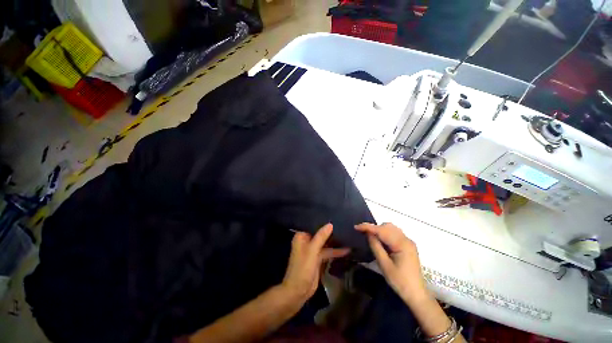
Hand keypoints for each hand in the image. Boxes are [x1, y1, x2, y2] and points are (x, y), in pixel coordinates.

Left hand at [281, 224, 349, 302]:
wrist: (299, 291)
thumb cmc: (303, 268)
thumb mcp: (312, 250)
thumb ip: (321, 236)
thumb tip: (330, 224)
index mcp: (302, 237)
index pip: (312, 225)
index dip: (322, 221)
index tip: (334, 216)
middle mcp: (307, 241)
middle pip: (320, 234)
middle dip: (330, 231)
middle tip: (343, 224)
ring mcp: (313, 250)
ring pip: (325, 243)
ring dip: (334, 241)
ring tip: (347, 235)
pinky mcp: (318, 259)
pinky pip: (327, 252)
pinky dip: (335, 251)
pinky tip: (346, 249)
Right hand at [356, 223, 428, 306]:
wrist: (416, 294)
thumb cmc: (400, 281)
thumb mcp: (384, 265)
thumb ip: (375, 246)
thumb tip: (368, 233)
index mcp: (402, 244)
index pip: (382, 230)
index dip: (368, 227)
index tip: (356, 227)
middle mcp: (406, 239)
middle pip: (387, 226)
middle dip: (374, 227)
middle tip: (363, 233)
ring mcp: (408, 242)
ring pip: (391, 228)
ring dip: (379, 230)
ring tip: (370, 237)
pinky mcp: (407, 246)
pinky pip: (394, 234)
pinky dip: (385, 234)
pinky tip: (380, 241)